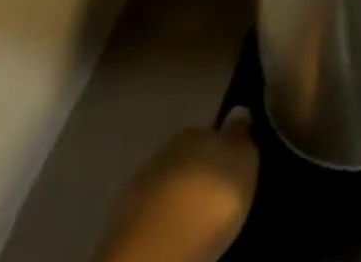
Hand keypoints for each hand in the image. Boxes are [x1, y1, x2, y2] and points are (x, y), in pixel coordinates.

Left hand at [94, 111, 259, 261]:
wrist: (153, 253)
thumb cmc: (208, 201)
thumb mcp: (243, 165)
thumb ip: (241, 139)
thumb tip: (239, 113)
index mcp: (196, 130)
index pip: (211, 133)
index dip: (221, 151)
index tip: (230, 170)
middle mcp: (165, 150)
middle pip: (187, 159)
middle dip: (197, 173)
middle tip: (212, 198)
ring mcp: (138, 187)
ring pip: (165, 185)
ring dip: (176, 198)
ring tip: (191, 221)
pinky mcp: (118, 225)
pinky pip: (148, 215)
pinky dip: (158, 222)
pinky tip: (170, 236)